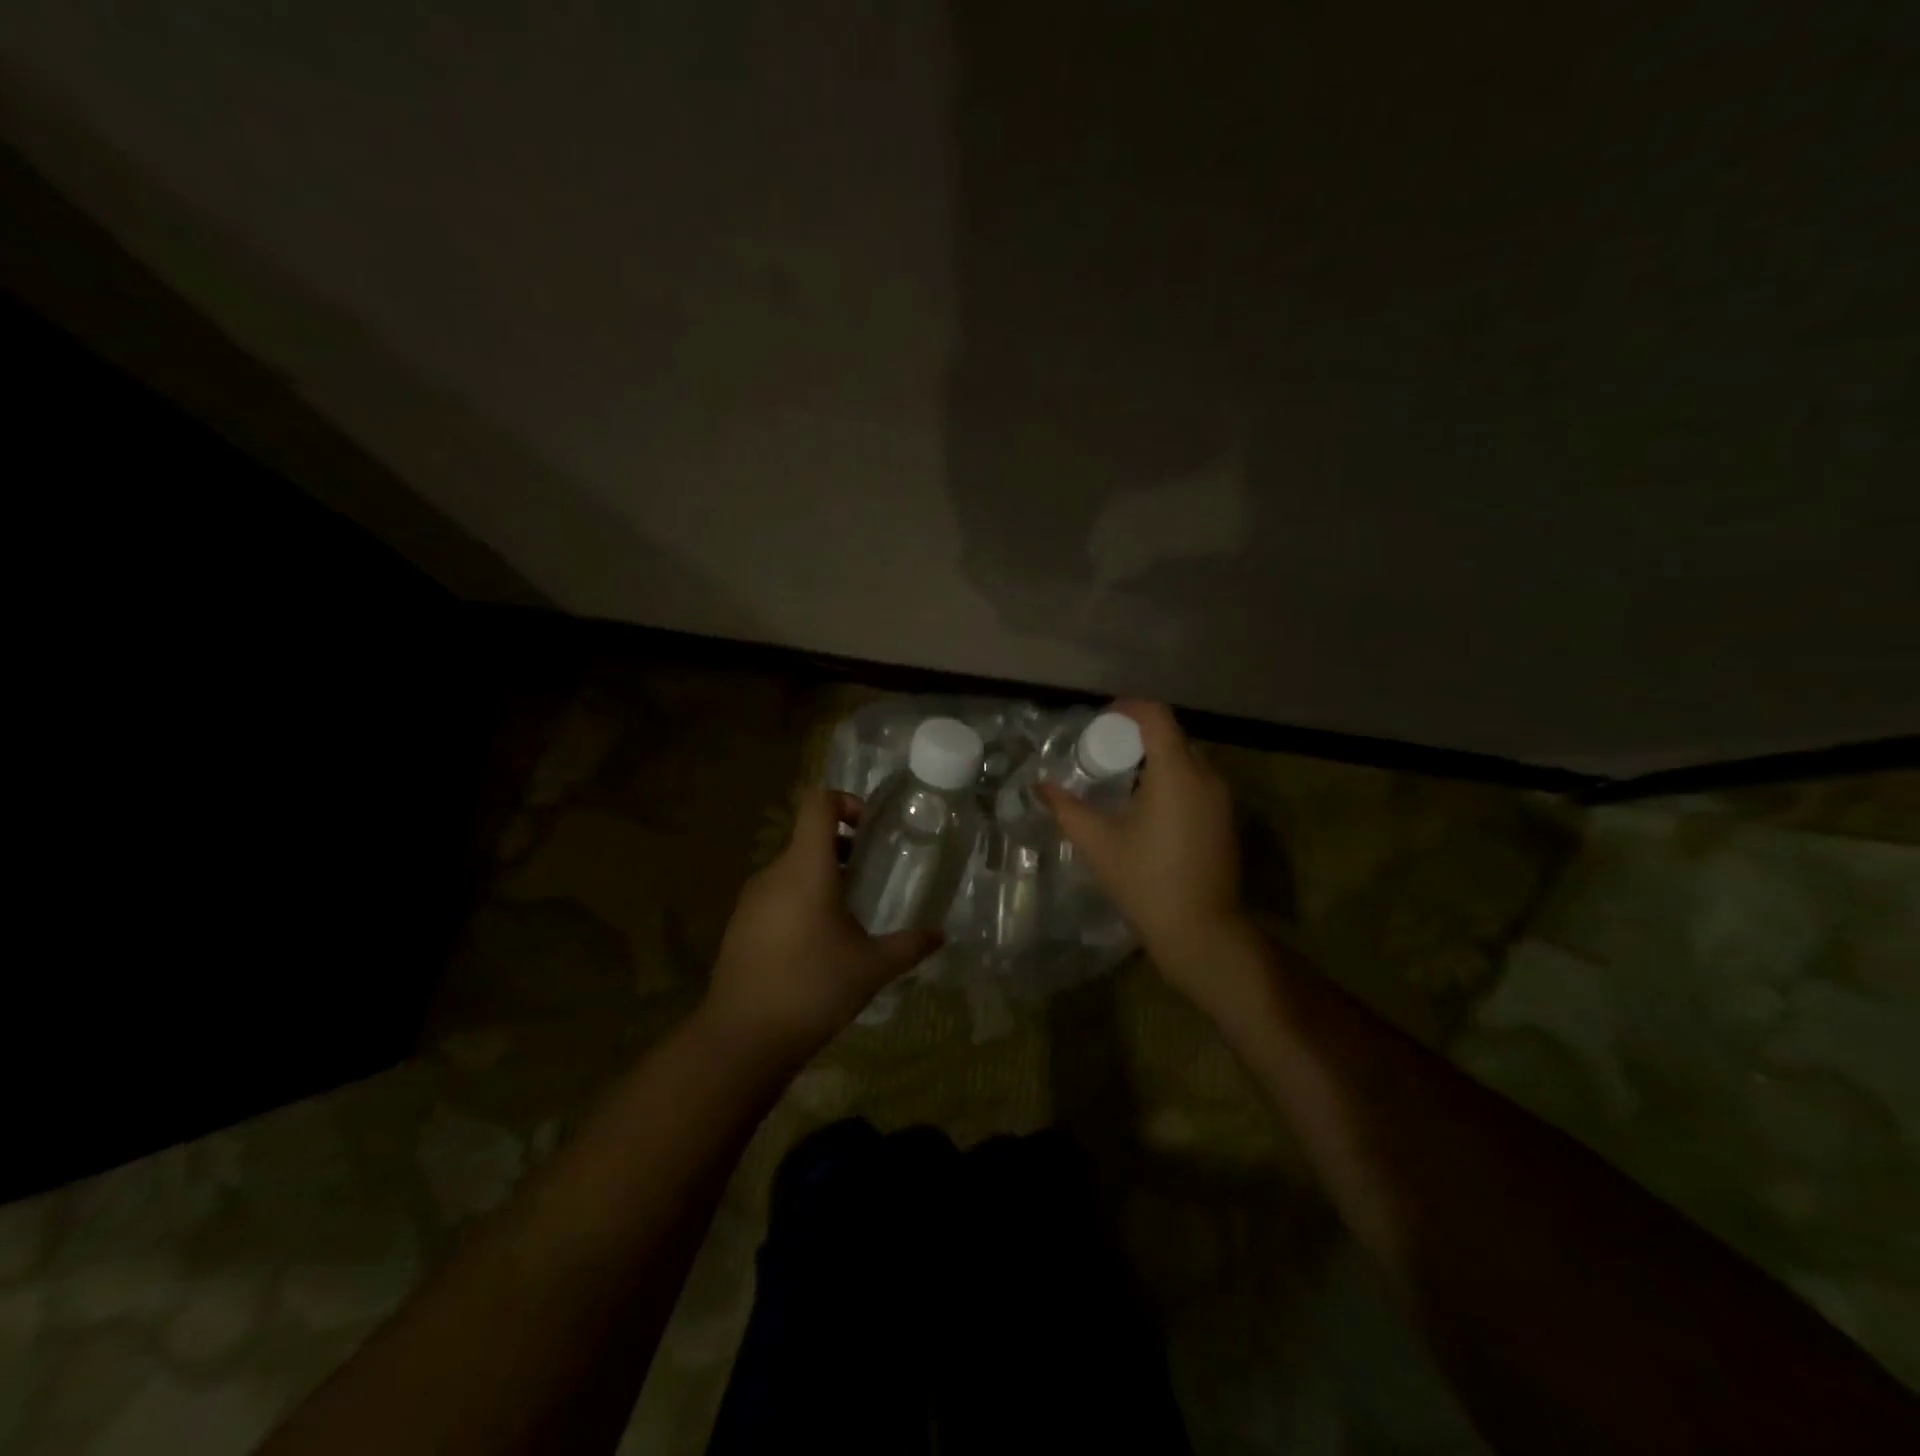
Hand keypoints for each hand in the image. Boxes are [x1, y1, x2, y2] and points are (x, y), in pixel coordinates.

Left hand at [705, 788, 941, 1053]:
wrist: (742, 1039)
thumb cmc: (813, 989)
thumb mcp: (872, 968)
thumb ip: (909, 946)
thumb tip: (940, 935)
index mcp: (806, 868)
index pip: (817, 803)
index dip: (845, 801)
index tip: (869, 829)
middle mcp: (774, 873)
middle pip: (807, 838)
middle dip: (842, 849)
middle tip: (870, 877)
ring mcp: (751, 899)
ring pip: (792, 870)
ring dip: (821, 878)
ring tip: (848, 916)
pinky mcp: (739, 925)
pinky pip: (775, 896)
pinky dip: (799, 902)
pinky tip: (817, 945)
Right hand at [1040, 701, 1255, 1013]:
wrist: (1201, 931)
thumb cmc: (1145, 881)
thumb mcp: (1098, 842)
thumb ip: (1066, 808)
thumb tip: (1040, 787)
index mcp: (1176, 772)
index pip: (1156, 716)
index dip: (1128, 708)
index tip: (1101, 719)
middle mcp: (1206, 776)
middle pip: (1172, 735)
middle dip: (1137, 736)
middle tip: (1104, 751)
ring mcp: (1222, 799)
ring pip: (1187, 759)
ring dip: (1155, 759)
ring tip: (1122, 778)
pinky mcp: (1226, 819)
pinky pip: (1197, 782)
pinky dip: (1172, 779)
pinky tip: (1148, 807)